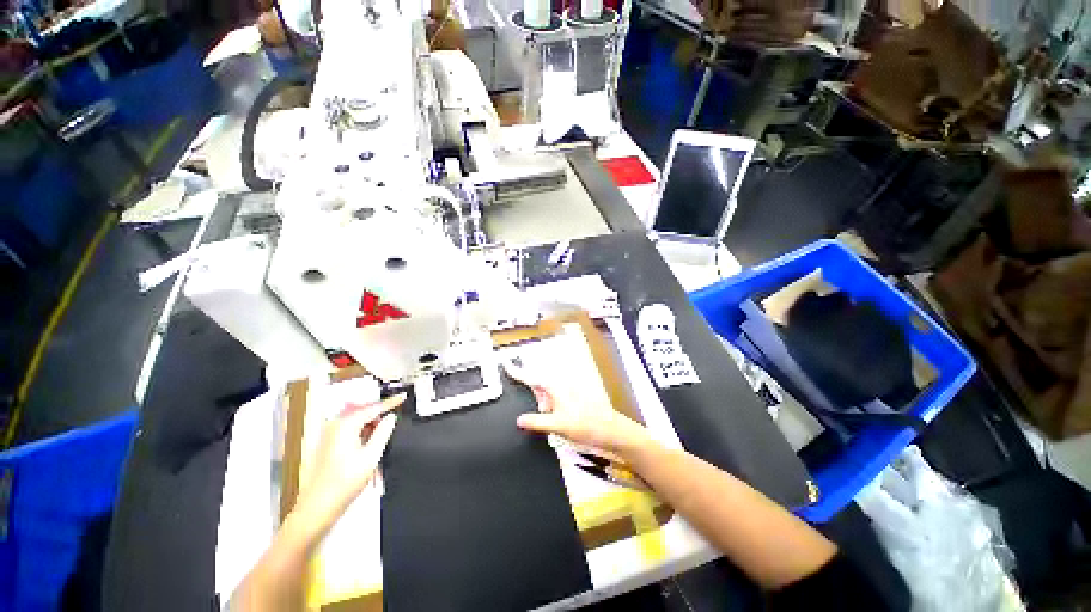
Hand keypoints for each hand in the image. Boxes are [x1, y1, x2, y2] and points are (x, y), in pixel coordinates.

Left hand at [293, 394, 403, 531]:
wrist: (318, 507)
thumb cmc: (346, 481)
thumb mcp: (371, 456)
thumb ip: (383, 432)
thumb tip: (391, 417)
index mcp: (345, 425)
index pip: (373, 408)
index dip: (390, 402)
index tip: (403, 396)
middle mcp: (334, 426)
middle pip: (363, 413)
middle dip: (379, 416)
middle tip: (393, 424)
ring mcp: (328, 435)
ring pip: (357, 423)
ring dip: (370, 427)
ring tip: (380, 440)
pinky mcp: (327, 444)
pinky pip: (350, 431)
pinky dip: (362, 434)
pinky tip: (368, 446)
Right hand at [504, 361, 653, 457]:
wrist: (612, 432)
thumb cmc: (587, 425)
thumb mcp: (559, 426)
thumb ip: (537, 422)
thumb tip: (519, 420)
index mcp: (556, 387)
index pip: (532, 377)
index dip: (517, 371)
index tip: (505, 364)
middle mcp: (560, 388)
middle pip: (538, 389)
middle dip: (535, 401)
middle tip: (546, 418)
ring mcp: (566, 395)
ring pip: (546, 399)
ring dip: (544, 411)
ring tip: (556, 425)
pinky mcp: (570, 404)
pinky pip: (553, 406)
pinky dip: (549, 414)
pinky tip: (556, 425)